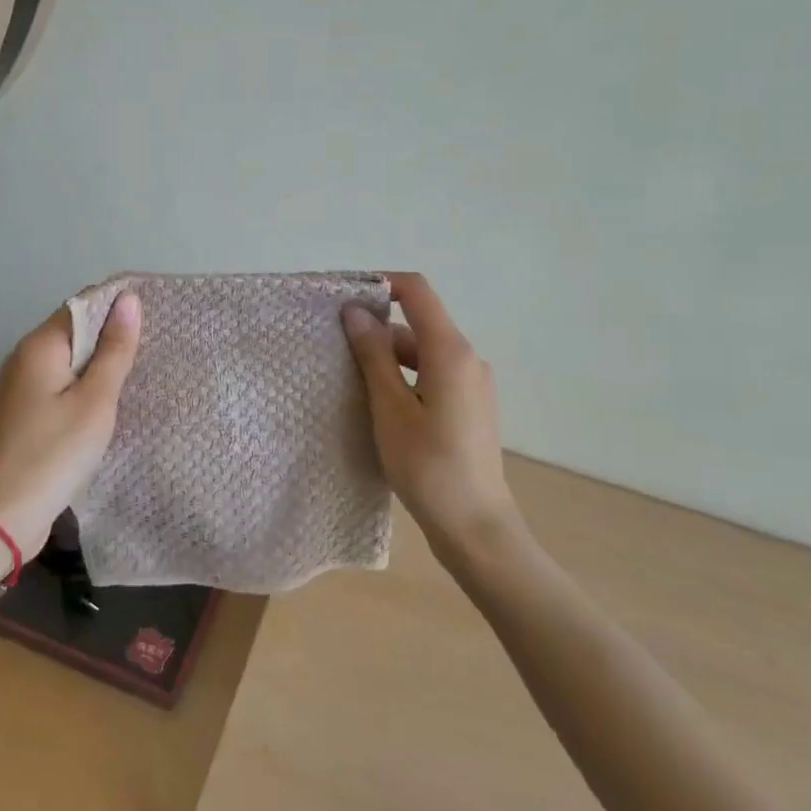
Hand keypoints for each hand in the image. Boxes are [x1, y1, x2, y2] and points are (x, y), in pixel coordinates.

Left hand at [0, 291, 141, 555]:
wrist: (6, 514)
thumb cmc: (56, 452)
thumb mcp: (96, 399)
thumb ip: (114, 349)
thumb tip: (129, 299)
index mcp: (40, 346)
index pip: (82, 305)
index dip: (116, 305)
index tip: (155, 313)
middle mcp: (25, 357)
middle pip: (74, 331)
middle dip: (110, 334)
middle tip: (155, 344)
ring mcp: (21, 386)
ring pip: (68, 359)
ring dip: (99, 362)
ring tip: (139, 369)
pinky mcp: (25, 411)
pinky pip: (61, 383)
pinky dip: (85, 385)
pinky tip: (108, 400)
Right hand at [342, 273, 526, 566]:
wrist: (476, 527)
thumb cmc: (428, 466)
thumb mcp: (390, 408)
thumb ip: (373, 355)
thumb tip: (355, 311)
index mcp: (450, 352)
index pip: (417, 291)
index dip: (380, 284)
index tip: (343, 298)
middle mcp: (468, 359)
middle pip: (417, 324)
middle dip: (376, 329)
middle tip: (334, 350)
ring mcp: (472, 384)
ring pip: (423, 353)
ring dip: (387, 358)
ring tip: (350, 381)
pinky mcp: (470, 407)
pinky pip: (432, 375)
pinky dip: (404, 378)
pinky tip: (379, 405)